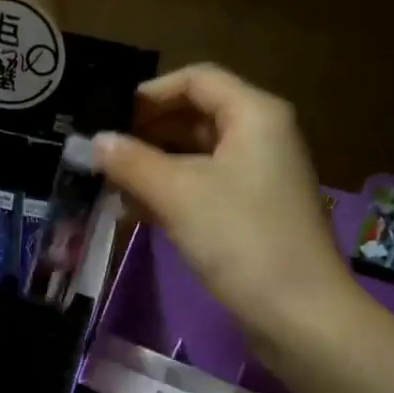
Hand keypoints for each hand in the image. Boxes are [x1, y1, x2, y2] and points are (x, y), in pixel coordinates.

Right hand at [95, 65, 360, 367]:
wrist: (298, 313)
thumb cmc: (241, 238)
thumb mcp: (178, 194)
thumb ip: (132, 162)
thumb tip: (95, 141)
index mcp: (254, 114)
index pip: (196, 79)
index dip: (149, 93)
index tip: (108, 118)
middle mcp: (261, 136)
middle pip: (195, 116)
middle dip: (147, 132)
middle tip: (102, 153)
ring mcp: (258, 176)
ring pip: (197, 155)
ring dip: (154, 166)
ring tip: (110, 185)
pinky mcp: (252, 212)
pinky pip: (205, 187)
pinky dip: (172, 192)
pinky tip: (137, 211)